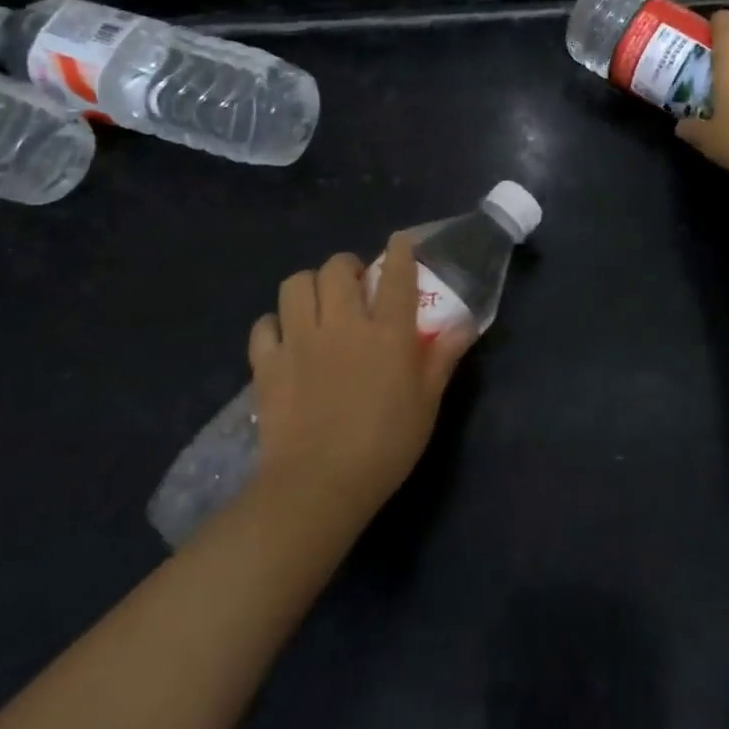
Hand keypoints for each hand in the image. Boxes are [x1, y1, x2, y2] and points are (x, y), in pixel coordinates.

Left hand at [248, 233, 475, 520]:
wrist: (319, 486)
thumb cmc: (385, 446)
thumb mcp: (427, 404)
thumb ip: (443, 358)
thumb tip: (464, 324)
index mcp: (387, 333)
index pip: (397, 275)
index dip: (401, 250)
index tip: (401, 242)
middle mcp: (343, 324)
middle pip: (338, 268)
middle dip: (347, 267)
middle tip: (355, 286)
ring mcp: (300, 341)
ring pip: (296, 285)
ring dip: (310, 287)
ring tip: (318, 304)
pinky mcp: (268, 364)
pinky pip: (264, 325)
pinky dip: (274, 325)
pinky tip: (285, 340)